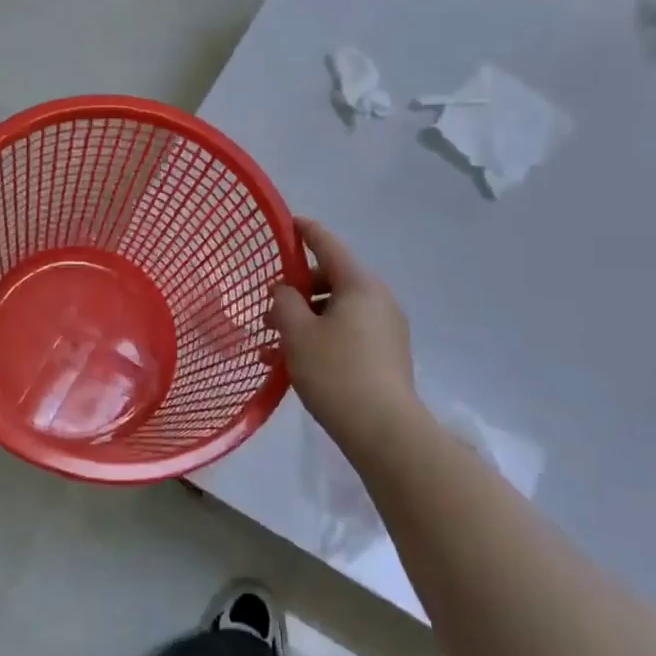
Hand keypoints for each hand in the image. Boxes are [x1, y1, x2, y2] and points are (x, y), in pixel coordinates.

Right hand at [267, 218, 418, 455]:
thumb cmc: (336, 372)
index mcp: (360, 284)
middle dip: (297, 290)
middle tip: (269, 306)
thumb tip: (286, 291)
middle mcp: (378, 300)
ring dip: (305, 319)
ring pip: (337, 311)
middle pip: (332, 280)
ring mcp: (386, 329)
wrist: (385, 432)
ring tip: (273, 342)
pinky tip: (294, 363)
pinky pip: (347, 333)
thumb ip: (284, 302)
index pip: (328, 245)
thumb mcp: (298, 333)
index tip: (288, 223)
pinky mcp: (386, 356)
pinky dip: (321, 338)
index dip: (305, 232)